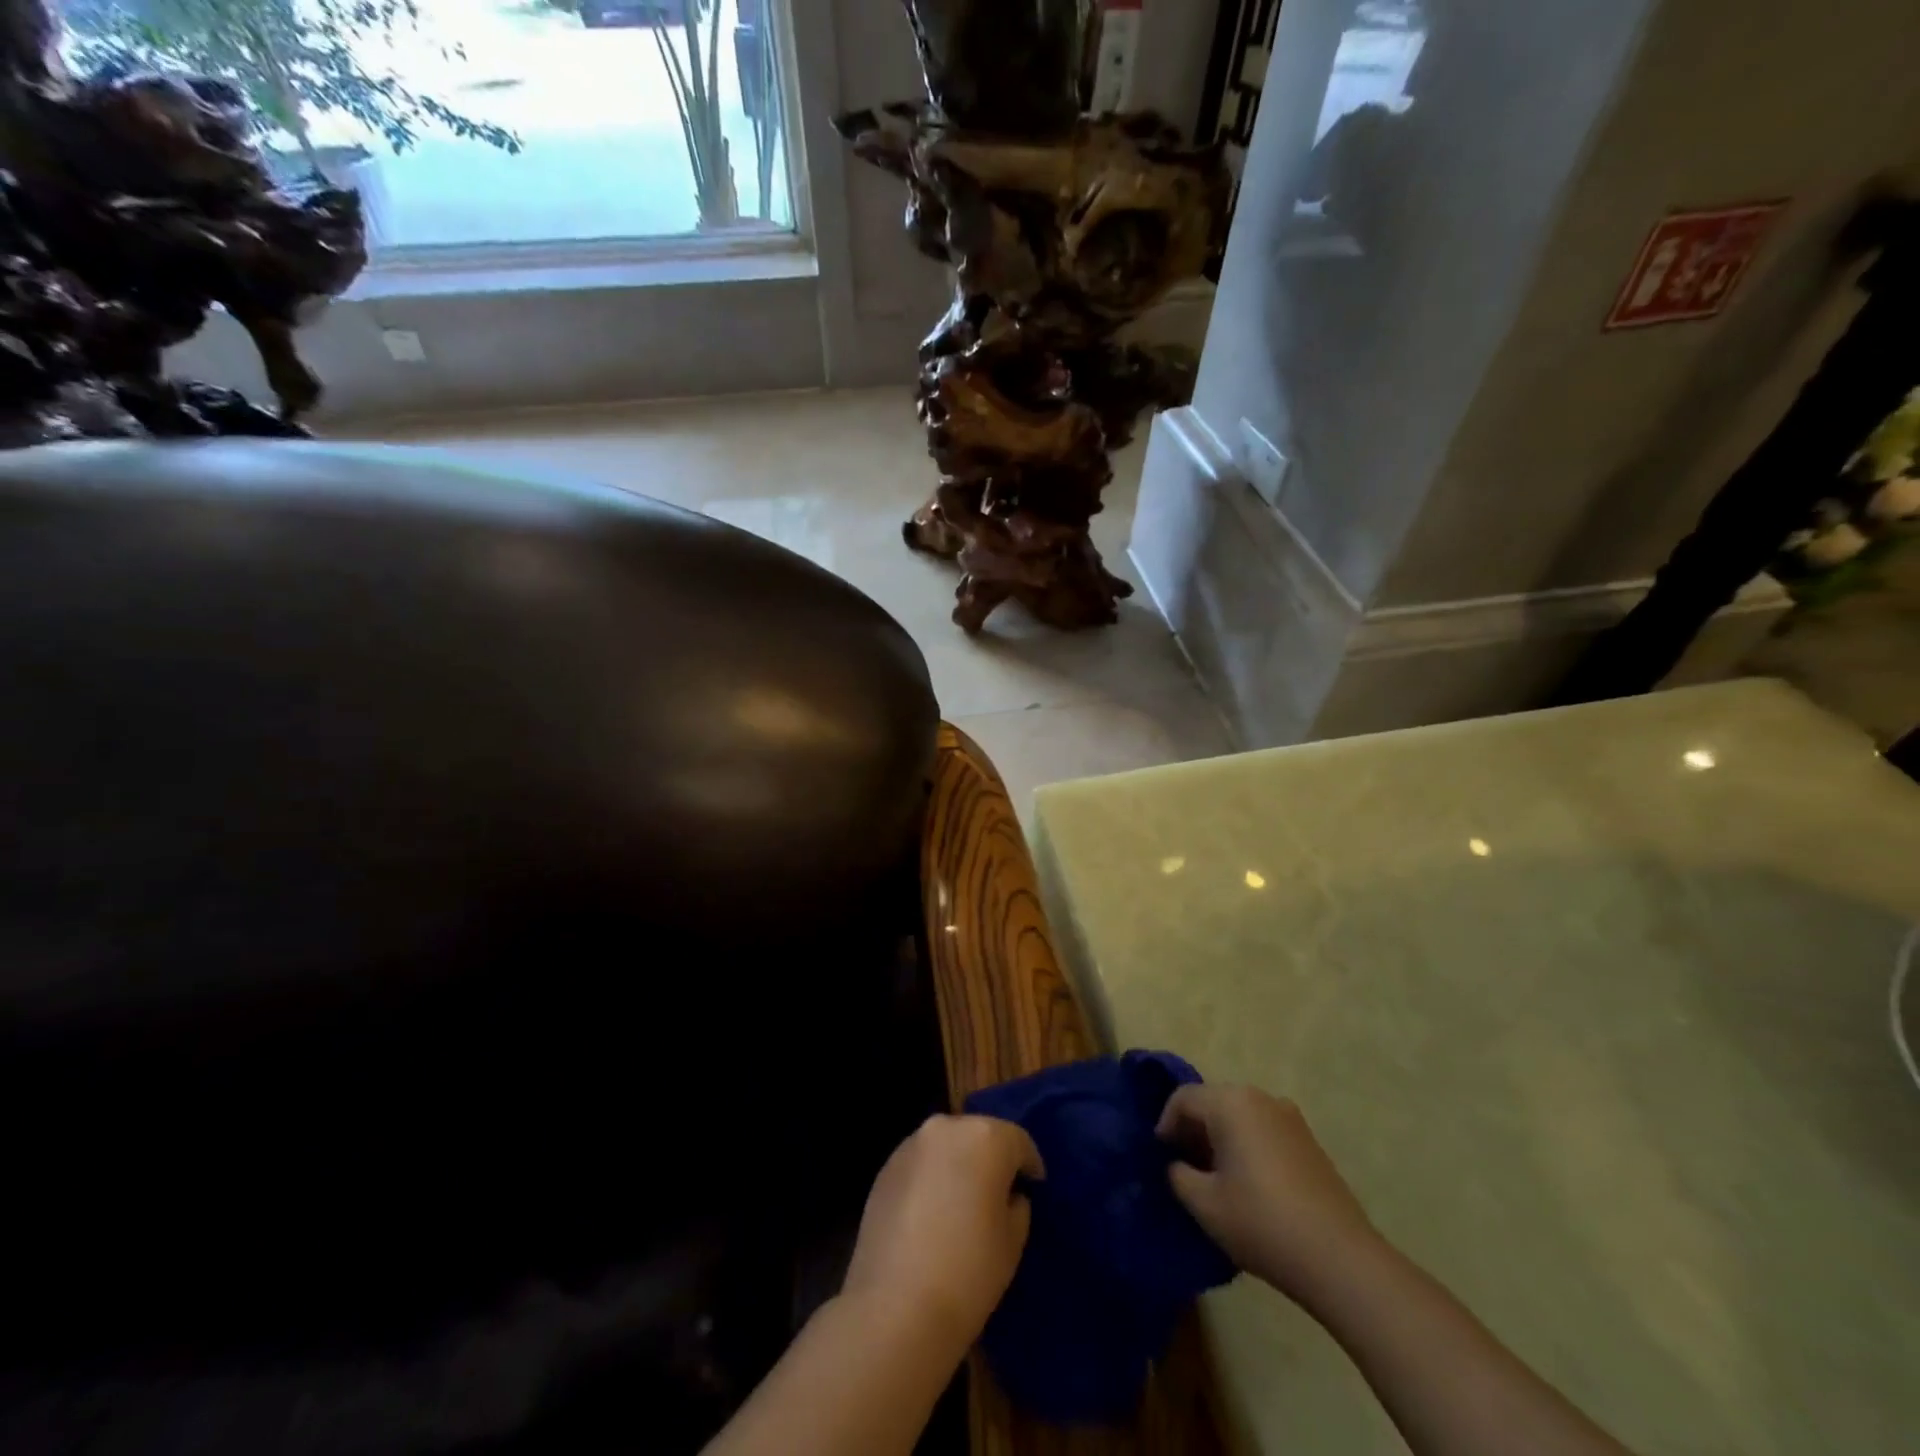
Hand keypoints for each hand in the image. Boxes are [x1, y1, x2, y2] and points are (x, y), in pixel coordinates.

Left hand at [842, 1114, 1043, 1354]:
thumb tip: (1008, 1195)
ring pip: (947, 1146)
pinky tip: (931, 1213)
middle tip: (999, 1194)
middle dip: (992, 1159)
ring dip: (958, 1165)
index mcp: (985, 1137)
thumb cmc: (969, 1271)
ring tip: (962, 1202)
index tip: (1033, 1187)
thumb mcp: (1013, 1240)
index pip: (1018, 1141)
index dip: (1029, 1165)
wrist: (896, 1307)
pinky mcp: (885, 1167)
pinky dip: (931, 1178)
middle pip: (979, 1135)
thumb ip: (1017, 1204)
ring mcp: (911, 1145)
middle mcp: (947, 1127)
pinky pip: (921, 1164)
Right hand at [1157, 1083, 1376, 1305]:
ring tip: (1214, 1179)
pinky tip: (1249, 1185)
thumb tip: (1177, 1165)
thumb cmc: (1262, 1222)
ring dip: (1220, 1138)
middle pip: (1212, 1102)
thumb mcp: (1204, 1203)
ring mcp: (1289, 1118)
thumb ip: (1177, 1175)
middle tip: (1183, 1167)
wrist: (1340, 1259)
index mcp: (1230, 1102)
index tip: (1161, 1158)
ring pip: (1239, 1116)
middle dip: (1192, 1130)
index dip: (1165, 1125)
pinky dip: (1247, 1146)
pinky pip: (1263, 1130)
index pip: (1183, 1099)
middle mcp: (1260, 1098)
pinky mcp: (1309, 1141)